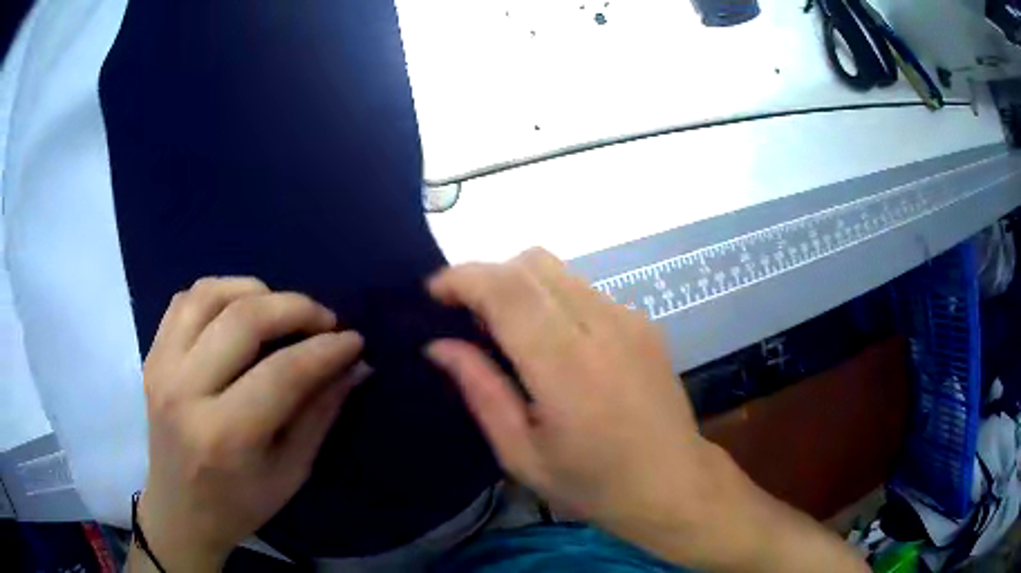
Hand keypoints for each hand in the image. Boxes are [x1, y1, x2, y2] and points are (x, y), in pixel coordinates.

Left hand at [136, 277, 363, 570]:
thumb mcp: (291, 472)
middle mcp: (185, 392)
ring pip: (209, 295)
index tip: (353, 339)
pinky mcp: (152, 355)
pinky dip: (219, 292)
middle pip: (243, 320)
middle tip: (324, 319)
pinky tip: (240, 309)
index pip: (282, 373)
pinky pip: (185, 300)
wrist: (179, 510)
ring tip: (282, 309)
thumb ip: (320, 414)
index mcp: (224, 436)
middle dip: (295, 308)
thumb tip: (354, 366)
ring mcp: (161, 367)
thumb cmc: (240, 504)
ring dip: (255, 291)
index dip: (325, 350)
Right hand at [426, 249, 866, 572]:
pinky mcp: (643, 321)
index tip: (433, 293)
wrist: (673, 483)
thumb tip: (439, 344)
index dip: (461, 278)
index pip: (505, 289)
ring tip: (507, 332)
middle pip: (531, 262)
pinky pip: (584, 289)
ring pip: (558, 270)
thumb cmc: (593, 484)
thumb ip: (480, 390)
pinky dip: (552, 299)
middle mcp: (601, 325)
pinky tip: (553, 343)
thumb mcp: (521, 454)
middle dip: (487, 275)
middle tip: (468, 317)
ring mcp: (629, 318)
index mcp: (565, 366)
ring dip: (520, 286)